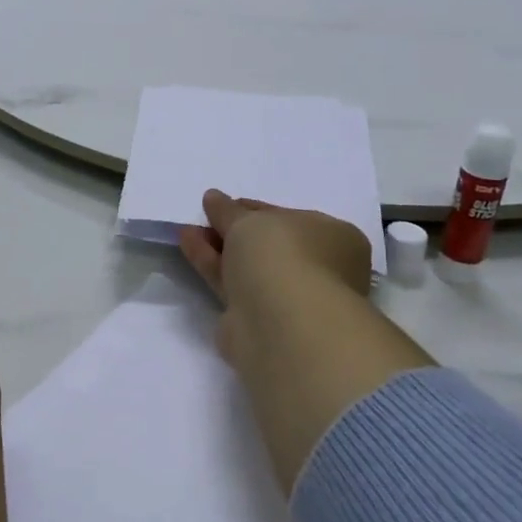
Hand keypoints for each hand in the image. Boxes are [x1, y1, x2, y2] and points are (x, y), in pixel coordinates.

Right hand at [180, 190, 371, 374]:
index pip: (290, 218)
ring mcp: (289, 299)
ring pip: (248, 267)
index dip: (254, 209)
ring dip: (218, 247)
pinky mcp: (260, 322)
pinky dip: (211, 266)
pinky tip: (188, 245)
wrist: (281, 324)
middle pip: (268, 245)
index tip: (223, 204)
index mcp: (334, 238)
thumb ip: (229, 211)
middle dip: (234, 230)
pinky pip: (232, 286)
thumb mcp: (251, 220)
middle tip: (205, 217)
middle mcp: (318, 269)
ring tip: (187, 230)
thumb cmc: (282, 256)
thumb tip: (214, 198)